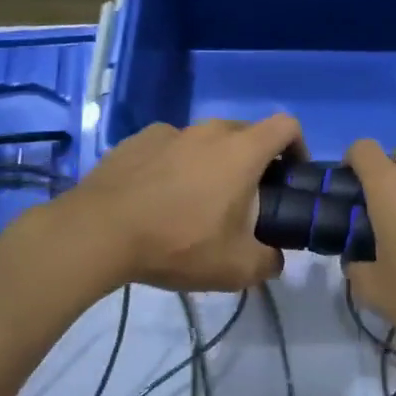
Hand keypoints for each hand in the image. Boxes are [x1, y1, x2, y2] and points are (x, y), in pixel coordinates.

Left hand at [37, 115, 303, 291]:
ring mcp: (170, 131)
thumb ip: (268, 262)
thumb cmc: (177, 243)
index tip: (291, 176)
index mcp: (241, 151)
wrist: (98, 233)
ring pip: (205, 141)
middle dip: (254, 162)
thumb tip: (273, 258)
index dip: (298, 146)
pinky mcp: (137, 140)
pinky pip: (170, 148)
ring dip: (212, 164)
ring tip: (196, 203)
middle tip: (245, 202)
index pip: (286, 126)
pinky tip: (158, 199)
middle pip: (246, 134)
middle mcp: (209, 131)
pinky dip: (175, 166)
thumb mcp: (235, 268)